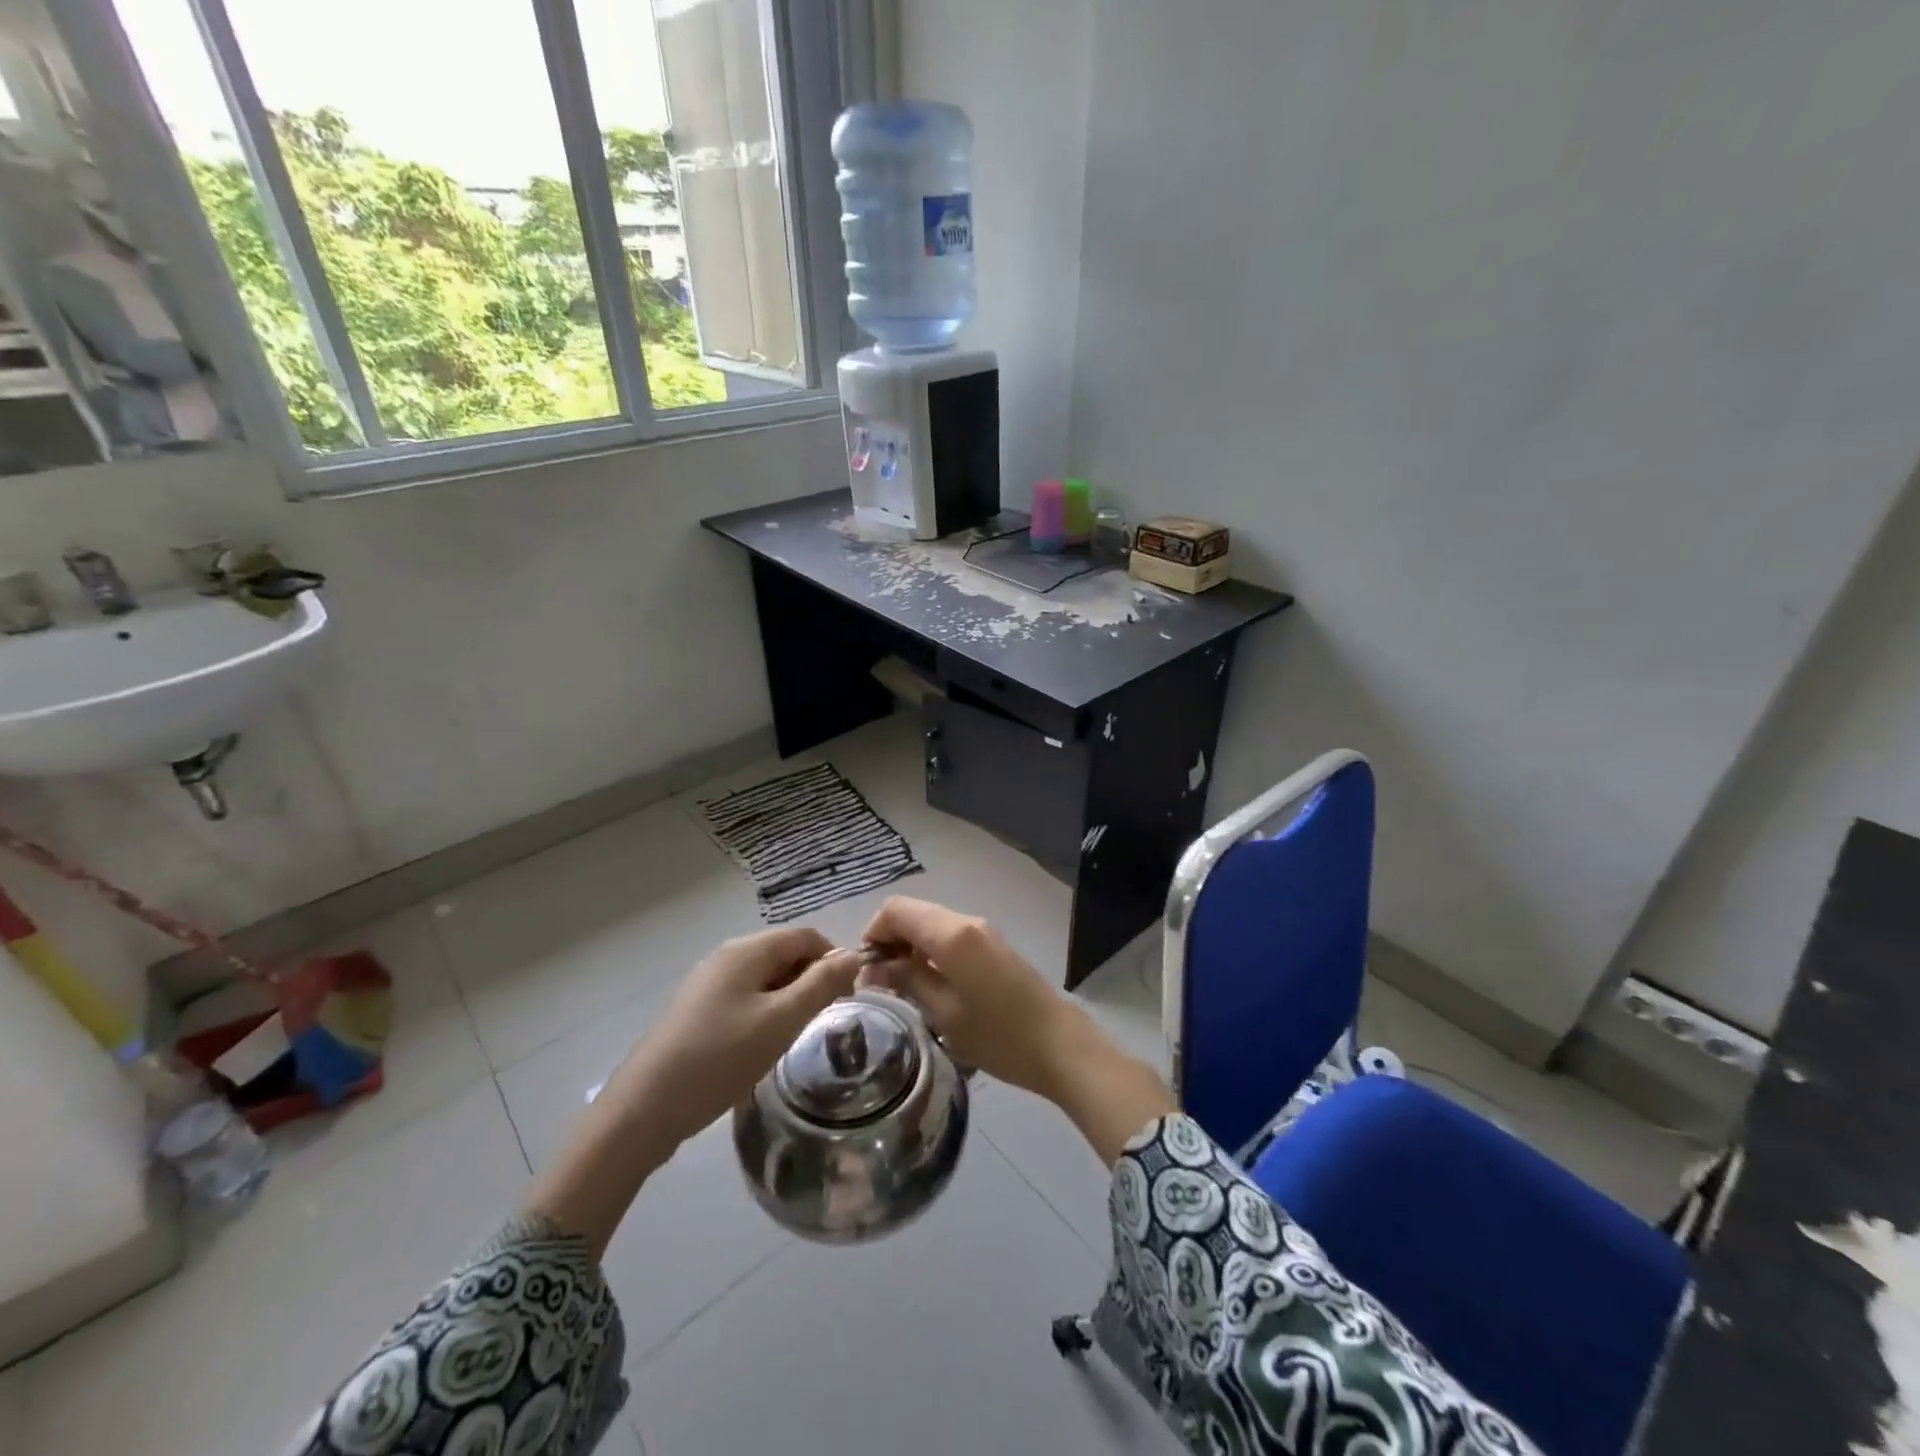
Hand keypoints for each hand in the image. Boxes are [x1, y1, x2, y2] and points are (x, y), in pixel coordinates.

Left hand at [616, 927, 863, 1148]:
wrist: (644, 1108)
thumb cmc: (720, 1058)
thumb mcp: (781, 1021)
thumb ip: (821, 985)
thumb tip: (854, 955)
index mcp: (747, 950)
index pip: (807, 936)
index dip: (833, 960)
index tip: (846, 998)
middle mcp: (726, 956)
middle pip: (785, 953)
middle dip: (810, 980)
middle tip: (820, 1022)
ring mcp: (707, 983)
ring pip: (765, 978)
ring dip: (788, 999)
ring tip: (791, 1037)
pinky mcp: (696, 1010)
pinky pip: (744, 997)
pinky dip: (763, 1012)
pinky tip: (759, 1046)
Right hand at [860, 897, 1174, 1166]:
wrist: (1060, 1046)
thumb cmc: (998, 1035)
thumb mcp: (944, 1013)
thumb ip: (908, 980)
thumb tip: (877, 966)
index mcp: (951, 933)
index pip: (896, 909)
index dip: (873, 933)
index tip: (865, 971)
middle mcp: (966, 922)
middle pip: (913, 913)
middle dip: (889, 941)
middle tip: (879, 984)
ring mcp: (983, 932)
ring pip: (931, 924)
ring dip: (910, 947)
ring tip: (902, 989)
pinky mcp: (993, 946)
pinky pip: (950, 936)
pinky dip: (931, 952)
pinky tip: (931, 987)